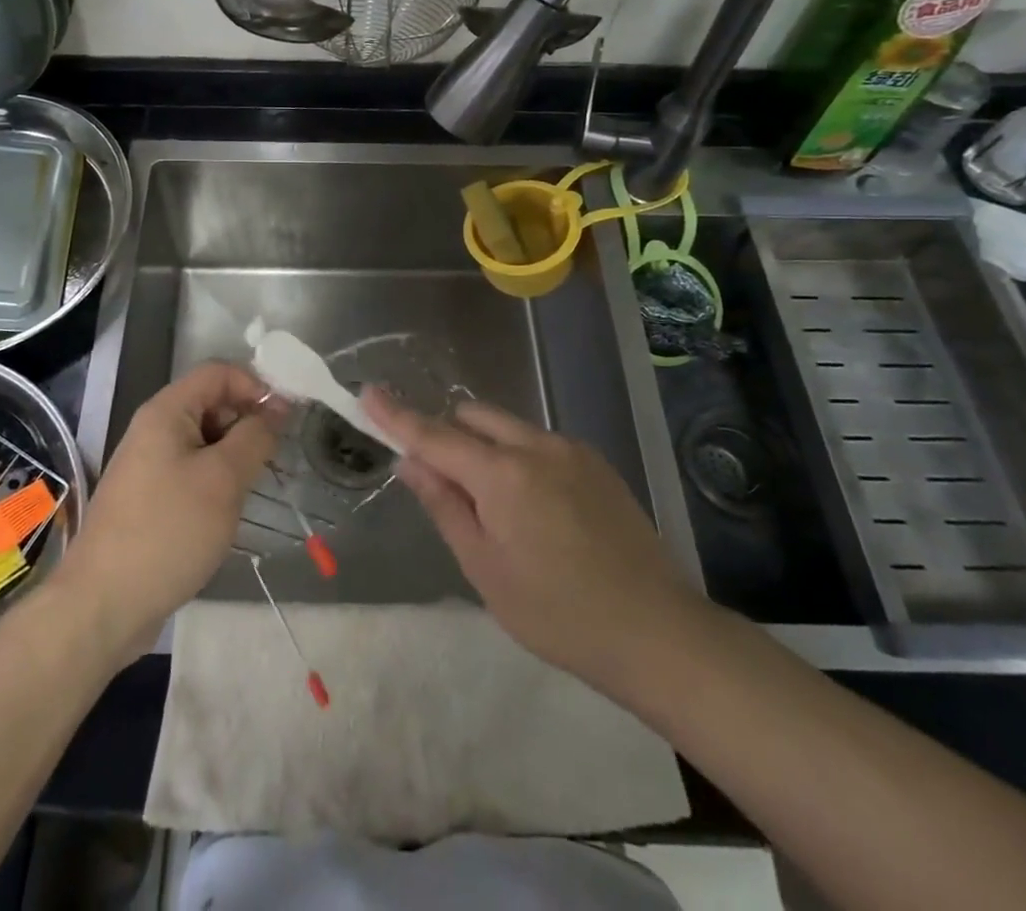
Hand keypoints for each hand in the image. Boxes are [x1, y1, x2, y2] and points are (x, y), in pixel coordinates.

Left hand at [52, 362, 279, 661]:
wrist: (103, 606)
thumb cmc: (168, 531)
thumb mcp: (223, 480)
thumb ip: (255, 437)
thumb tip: (277, 408)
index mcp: (166, 411)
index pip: (219, 372)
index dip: (255, 386)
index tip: (285, 421)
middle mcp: (154, 429)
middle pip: (211, 404)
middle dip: (247, 424)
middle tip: (274, 460)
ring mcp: (149, 465)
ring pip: (205, 442)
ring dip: (235, 456)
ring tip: (254, 489)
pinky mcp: (149, 499)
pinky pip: (192, 472)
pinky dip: (216, 482)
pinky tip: (228, 512)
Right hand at [369, 389, 709, 689]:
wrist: (658, 633)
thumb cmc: (558, 613)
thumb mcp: (485, 568)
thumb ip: (445, 505)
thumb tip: (410, 462)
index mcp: (502, 474)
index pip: (434, 435)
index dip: (397, 415)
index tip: (367, 392)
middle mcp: (536, 446)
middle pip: (473, 417)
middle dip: (448, 436)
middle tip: (443, 483)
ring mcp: (571, 450)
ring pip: (507, 428)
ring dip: (485, 449)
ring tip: (498, 509)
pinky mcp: (596, 463)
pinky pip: (539, 444)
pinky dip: (518, 459)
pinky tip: (538, 512)